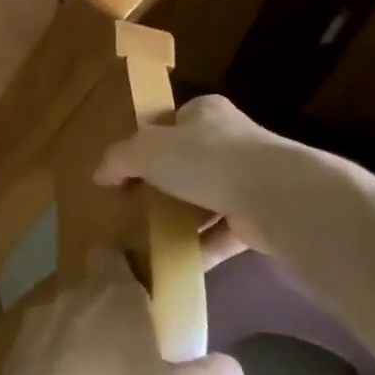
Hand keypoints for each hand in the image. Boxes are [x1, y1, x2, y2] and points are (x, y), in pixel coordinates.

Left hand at [0, 248, 244, 374]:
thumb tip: (230, 369)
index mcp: (113, 290)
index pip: (112, 255)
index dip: (125, 272)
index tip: (143, 303)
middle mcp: (72, 292)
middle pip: (90, 288)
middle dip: (106, 312)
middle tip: (129, 353)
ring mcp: (37, 319)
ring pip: (64, 318)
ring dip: (77, 339)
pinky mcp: (13, 349)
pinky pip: (40, 346)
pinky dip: (51, 363)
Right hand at [93, 95, 288, 259]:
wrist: (274, 196)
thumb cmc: (205, 159)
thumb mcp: (146, 149)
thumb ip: (119, 159)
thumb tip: (100, 174)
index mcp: (205, 113)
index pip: (173, 122)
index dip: (148, 142)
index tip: (128, 169)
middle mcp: (231, 141)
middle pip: (188, 162)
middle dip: (164, 184)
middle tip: (135, 204)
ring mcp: (250, 180)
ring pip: (205, 199)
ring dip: (183, 219)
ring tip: (150, 237)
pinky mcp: (261, 217)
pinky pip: (222, 234)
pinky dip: (201, 248)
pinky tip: (176, 261)